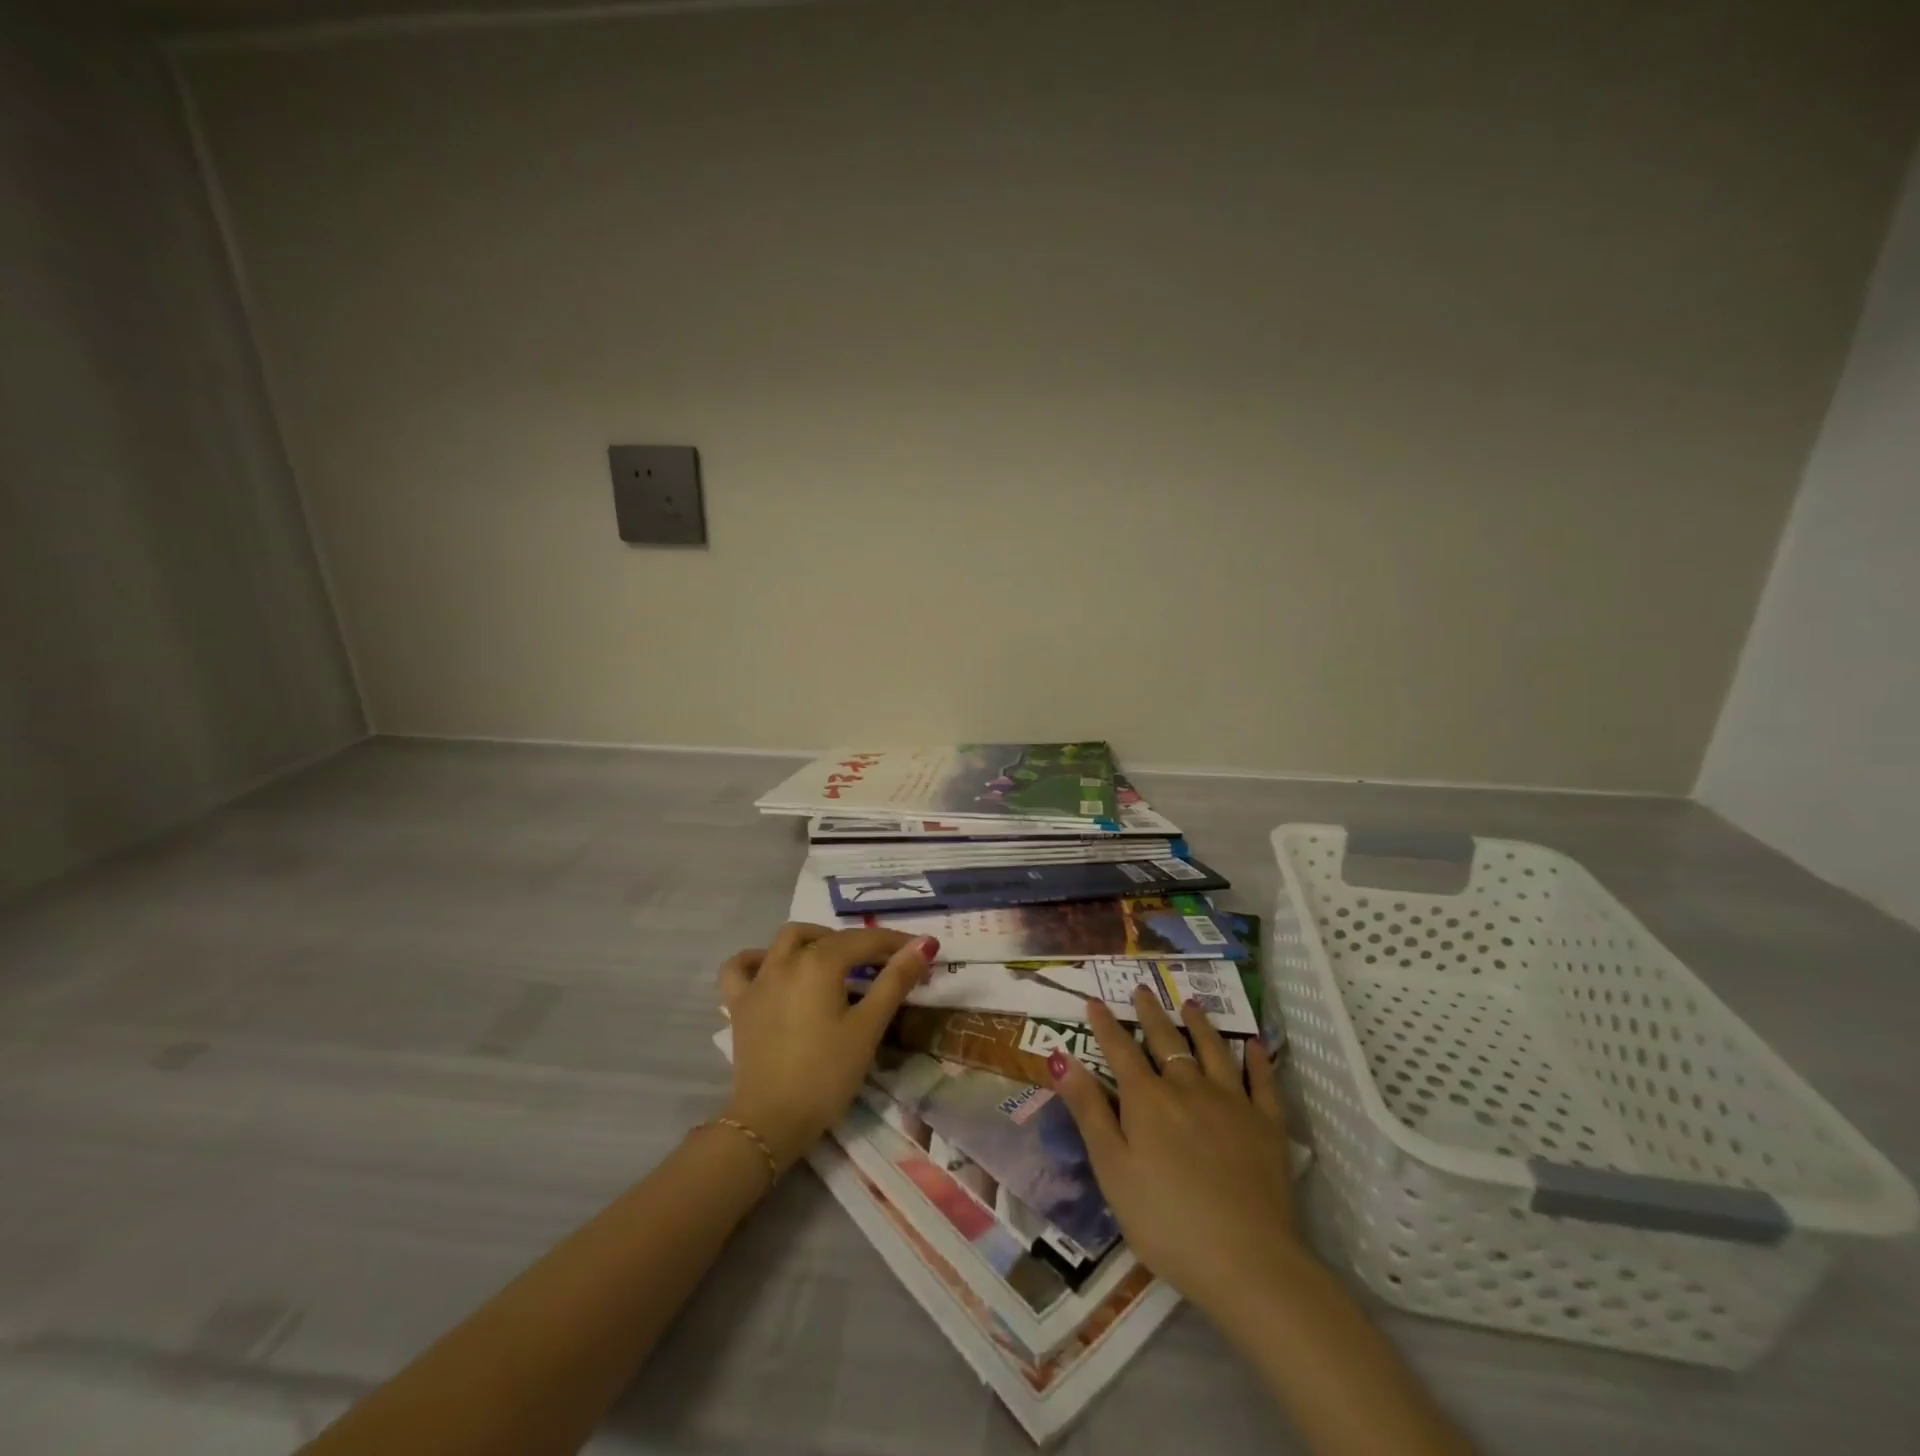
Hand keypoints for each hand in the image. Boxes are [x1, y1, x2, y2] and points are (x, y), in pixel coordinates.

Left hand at [718, 923, 936, 1170]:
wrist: (771, 1121)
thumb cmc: (826, 1075)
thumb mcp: (868, 1027)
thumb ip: (895, 981)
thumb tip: (924, 944)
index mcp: (820, 963)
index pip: (865, 941)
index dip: (896, 943)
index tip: (922, 951)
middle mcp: (786, 960)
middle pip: (830, 938)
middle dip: (861, 944)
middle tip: (885, 965)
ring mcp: (758, 980)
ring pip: (787, 940)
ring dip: (815, 940)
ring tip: (835, 960)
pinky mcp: (739, 1004)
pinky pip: (741, 967)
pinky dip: (757, 959)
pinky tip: (772, 967)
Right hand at [1049, 988, 1305, 1320]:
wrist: (1246, 1261)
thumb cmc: (1165, 1221)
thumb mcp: (1111, 1169)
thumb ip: (1089, 1111)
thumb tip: (1061, 1059)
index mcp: (1147, 1099)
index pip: (1120, 1050)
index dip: (1105, 1025)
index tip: (1095, 1001)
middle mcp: (1188, 1087)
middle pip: (1166, 1041)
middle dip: (1150, 1013)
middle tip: (1143, 989)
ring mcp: (1232, 1102)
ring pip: (1213, 1050)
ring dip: (1200, 1024)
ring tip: (1190, 1003)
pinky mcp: (1267, 1125)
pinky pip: (1262, 1082)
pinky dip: (1257, 1060)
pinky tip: (1253, 1045)